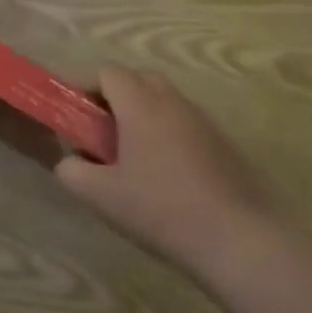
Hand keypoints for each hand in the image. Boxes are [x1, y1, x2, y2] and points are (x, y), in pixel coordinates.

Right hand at [55, 67, 287, 285]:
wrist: (241, 241)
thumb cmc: (163, 210)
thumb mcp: (102, 196)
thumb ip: (72, 171)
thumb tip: (70, 160)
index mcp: (140, 103)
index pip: (106, 72)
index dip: (84, 85)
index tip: (73, 112)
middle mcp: (172, 101)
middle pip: (137, 78)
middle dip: (113, 95)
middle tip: (99, 130)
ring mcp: (202, 120)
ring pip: (163, 99)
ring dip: (141, 113)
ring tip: (130, 155)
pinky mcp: (223, 142)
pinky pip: (184, 122)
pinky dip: (166, 132)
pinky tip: (164, 173)